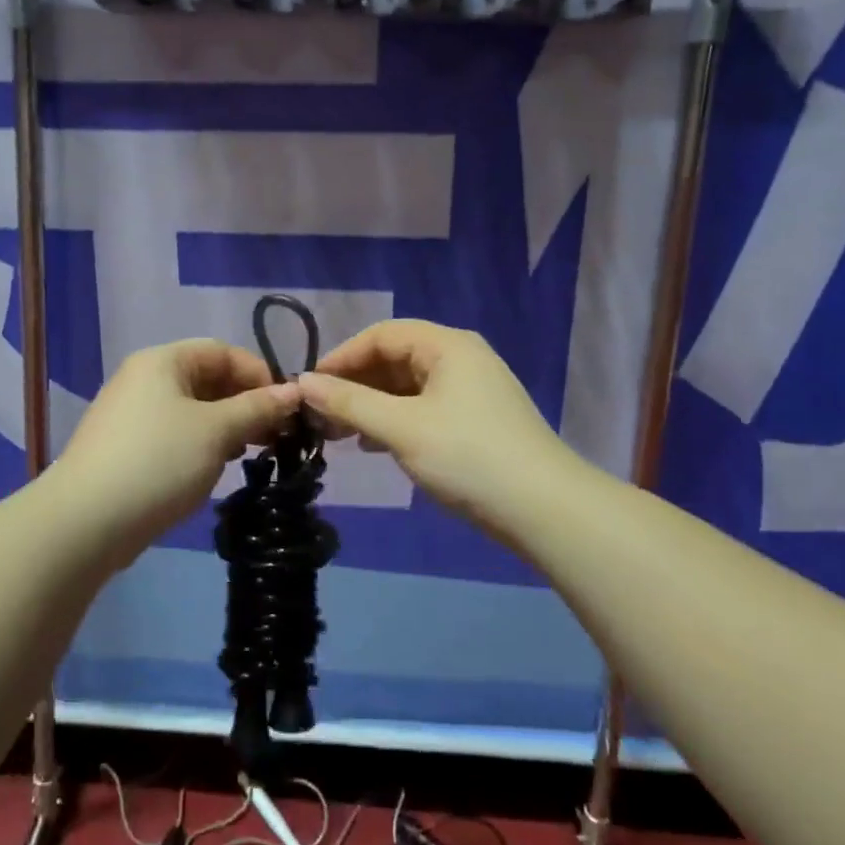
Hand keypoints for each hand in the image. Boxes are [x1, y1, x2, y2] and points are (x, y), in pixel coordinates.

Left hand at [50, 339, 300, 559]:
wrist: (84, 522)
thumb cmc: (158, 462)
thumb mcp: (216, 431)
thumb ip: (258, 408)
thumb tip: (295, 390)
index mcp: (162, 361)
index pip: (222, 351)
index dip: (259, 374)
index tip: (287, 408)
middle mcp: (144, 379)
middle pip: (207, 379)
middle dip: (245, 403)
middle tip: (275, 436)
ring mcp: (131, 415)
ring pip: (193, 410)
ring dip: (226, 427)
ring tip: (249, 453)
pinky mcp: (126, 448)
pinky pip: (175, 434)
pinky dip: (201, 444)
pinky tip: (214, 468)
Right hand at [296, 321, 570, 538]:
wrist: (543, 509)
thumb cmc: (468, 457)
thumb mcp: (401, 428)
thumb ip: (349, 402)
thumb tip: (302, 382)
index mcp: (447, 346)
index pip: (381, 335)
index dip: (342, 357)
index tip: (309, 387)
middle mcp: (460, 358)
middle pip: (394, 359)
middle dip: (354, 384)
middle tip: (320, 416)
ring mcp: (471, 390)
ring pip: (407, 387)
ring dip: (371, 405)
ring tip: (340, 433)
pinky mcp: (475, 420)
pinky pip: (423, 408)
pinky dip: (394, 420)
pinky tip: (375, 445)